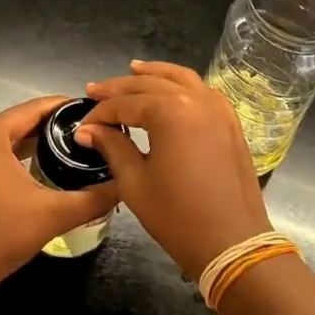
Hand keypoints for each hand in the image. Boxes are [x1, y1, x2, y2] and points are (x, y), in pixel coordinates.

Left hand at [0, 95, 118, 297]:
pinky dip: (9, 158)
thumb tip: (123, 185)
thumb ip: (93, 198)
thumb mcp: (53, 215)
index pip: (31, 108)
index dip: (62, 107)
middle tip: (82, 132)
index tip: (89, 111)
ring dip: (28, 142)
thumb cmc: (0, 237)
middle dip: (48, 126)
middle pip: (14, 122)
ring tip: (63, 148)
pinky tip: (33, 171)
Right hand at [77, 61, 270, 279]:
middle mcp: (195, 100)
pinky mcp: (230, 122)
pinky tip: (171, 90)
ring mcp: (218, 108)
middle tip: (94, 90)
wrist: (232, 243)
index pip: (125, 104)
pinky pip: (203, 91)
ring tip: (132, 70)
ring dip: (154, 74)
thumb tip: (88, 130)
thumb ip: (112, 147)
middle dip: (120, 88)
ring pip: (180, 79)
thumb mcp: (135, 183)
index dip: (100, 113)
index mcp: (169, 112)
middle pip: (150, 84)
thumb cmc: (178, 216)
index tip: (82, 126)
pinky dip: (183, 84)